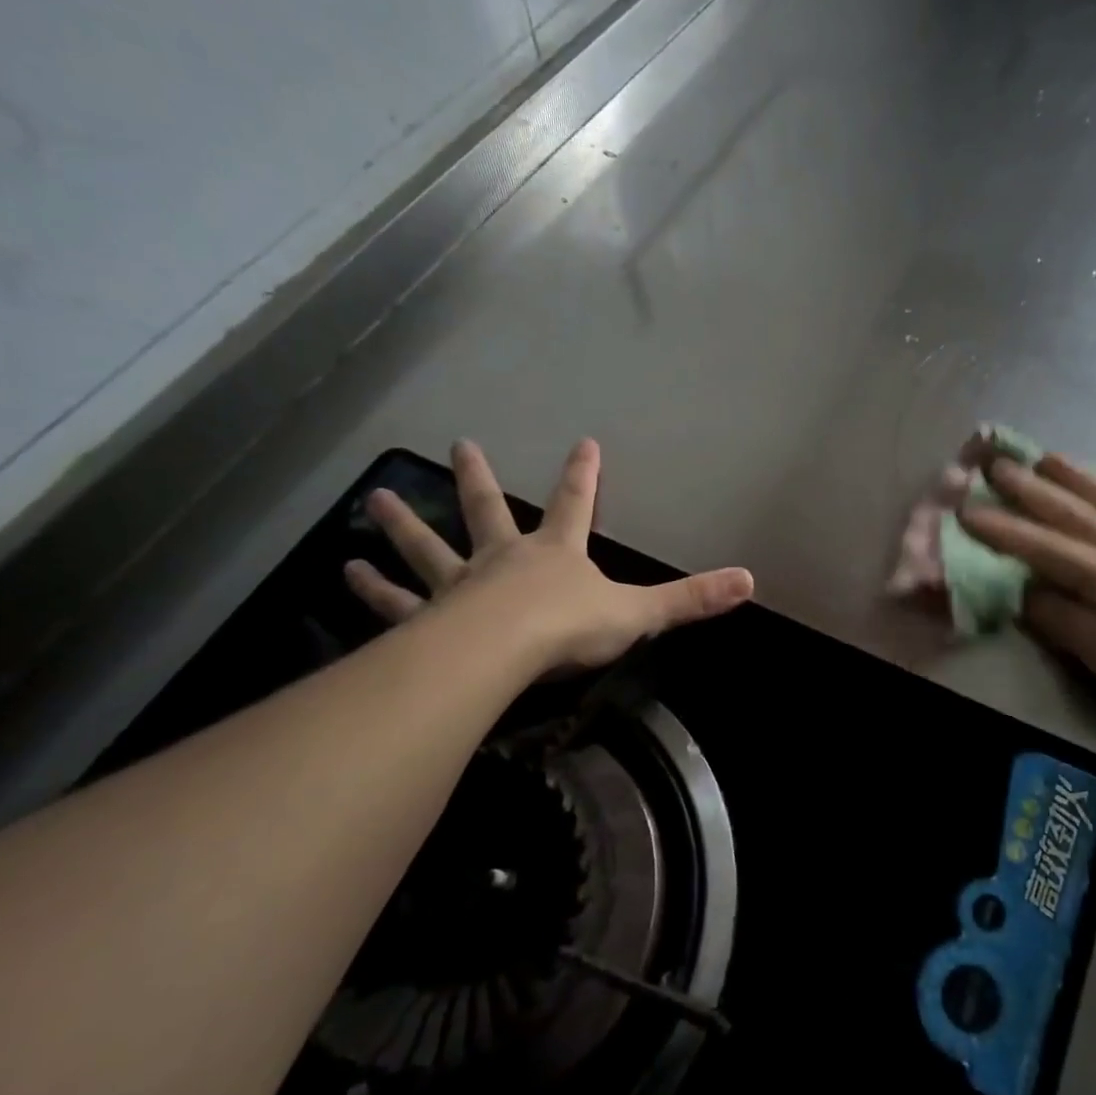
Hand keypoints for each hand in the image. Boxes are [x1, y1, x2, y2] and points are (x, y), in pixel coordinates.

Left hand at [344, 438, 753, 674]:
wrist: (502, 653)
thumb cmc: (570, 628)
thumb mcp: (639, 613)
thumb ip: (691, 599)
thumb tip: (750, 581)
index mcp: (556, 554)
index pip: (576, 503)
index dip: (583, 473)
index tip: (583, 440)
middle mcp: (503, 559)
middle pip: (486, 510)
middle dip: (476, 478)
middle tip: (458, 444)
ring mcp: (459, 586)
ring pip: (428, 550)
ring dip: (403, 527)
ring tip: (372, 503)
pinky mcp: (426, 621)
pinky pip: (396, 603)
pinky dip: (373, 592)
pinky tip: (345, 575)